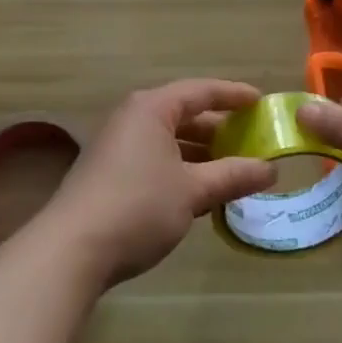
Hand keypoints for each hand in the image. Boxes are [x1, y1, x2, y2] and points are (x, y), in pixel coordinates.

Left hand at [39, 79, 276, 284]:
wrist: (70, 251)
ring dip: (200, 153)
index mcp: (152, 108)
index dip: (233, 95)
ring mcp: (117, 145)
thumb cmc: (138, 206)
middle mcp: (133, 118)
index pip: (201, 91)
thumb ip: (232, 176)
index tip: (260, 101)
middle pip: (184, 114)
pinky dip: (181, 168)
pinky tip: (199, 192)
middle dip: (218, 128)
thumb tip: (270, 169)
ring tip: (232, 169)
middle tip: (251, 139)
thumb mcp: (192, 191)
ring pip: (169, 140)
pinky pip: (155, 158)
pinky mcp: (109, 173)